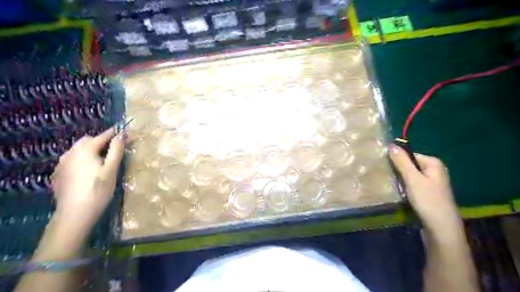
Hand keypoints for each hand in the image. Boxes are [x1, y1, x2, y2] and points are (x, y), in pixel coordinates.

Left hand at [52, 128, 125, 230]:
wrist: (75, 213)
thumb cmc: (98, 190)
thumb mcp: (112, 169)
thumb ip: (116, 150)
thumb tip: (122, 135)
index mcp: (85, 150)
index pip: (103, 136)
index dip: (114, 133)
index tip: (123, 131)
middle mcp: (70, 153)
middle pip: (87, 141)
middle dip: (100, 141)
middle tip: (113, 149)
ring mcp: (61, 164)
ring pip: (77, 150)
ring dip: (90, 150)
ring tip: (101, 160)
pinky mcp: (58, 174)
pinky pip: (71, 160)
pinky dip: (81, 160)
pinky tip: (87, 172)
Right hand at [390, 144, 457, 229]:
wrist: (441, 229)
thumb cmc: (427, 200)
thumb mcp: (412, 179)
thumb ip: (402, 162)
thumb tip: (391, 145)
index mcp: (433, 163)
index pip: (409, 155)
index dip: (397, 160)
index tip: (386, 168)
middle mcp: (435, 170)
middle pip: (410, 165)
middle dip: (398, 171)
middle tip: (388, 177)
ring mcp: (433, 183)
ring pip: (410, 176)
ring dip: (401, 180)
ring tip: (393, 186)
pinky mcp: (429, 193)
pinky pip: (413, 185)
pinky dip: (406, 188)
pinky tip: (401, 193)